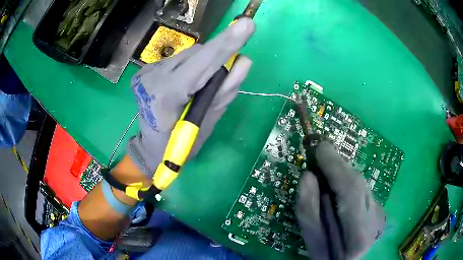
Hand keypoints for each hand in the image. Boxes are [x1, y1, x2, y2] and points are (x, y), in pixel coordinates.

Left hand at [128, 18, 255, 177]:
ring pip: (188, 55)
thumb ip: (225, 91)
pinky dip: (190, 67)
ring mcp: (147, 71)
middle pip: (196, 54)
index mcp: (165, 96)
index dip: (225, 45)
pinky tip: (186, 84)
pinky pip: (179, 60)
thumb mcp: (206, 124)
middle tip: (222, 77)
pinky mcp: (147, 69)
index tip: (247, 24)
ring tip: (199, 86)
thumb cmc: (179, 145)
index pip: (200, 63)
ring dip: (203, 64)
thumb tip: (244, 61)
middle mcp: (152, 77)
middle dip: (215, 60)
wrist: (151, 147)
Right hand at [296, 142, 385, 259]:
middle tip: (318, 157)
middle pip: (358, 181)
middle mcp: (376, 219)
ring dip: (342, 173)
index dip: (334, 165)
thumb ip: (309, 213)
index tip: (318, 148)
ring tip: (325, 171)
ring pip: (361, 182)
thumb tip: (307, 176)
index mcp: (358, 234)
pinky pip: (362, 187)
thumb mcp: (313, 245)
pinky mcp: (380, 207)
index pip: (350, 190)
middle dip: (337, 166)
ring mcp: (381, 211)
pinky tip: (337, 190)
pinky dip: (347, 182)